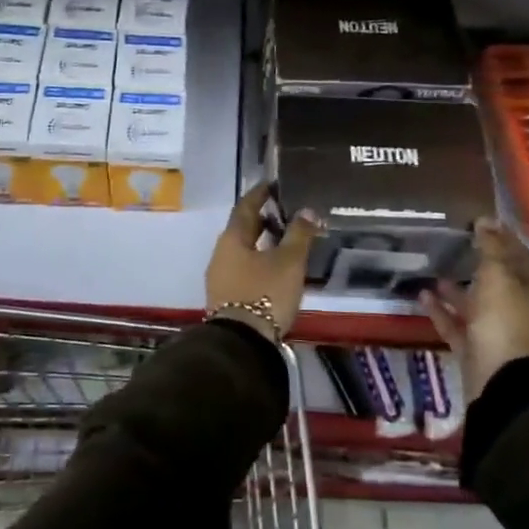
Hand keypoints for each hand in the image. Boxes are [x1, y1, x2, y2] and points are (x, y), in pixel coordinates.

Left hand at [205, 183, 318, 339]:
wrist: (241, 343)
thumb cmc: (265, 293)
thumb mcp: (289, 262)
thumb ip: (299, 234)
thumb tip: (307, 210)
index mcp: (232, 238)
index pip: (245, 206)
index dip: (260, 194)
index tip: (273, 184)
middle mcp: (221, 253)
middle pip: (242, 228)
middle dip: (263, 219)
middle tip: (286, 213)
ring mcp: (220, 277)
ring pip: (242, 250)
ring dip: (261, 242)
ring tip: (285, 242)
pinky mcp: (225, 297)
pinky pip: (243, 268)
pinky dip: (258, 261)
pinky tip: (275, 268)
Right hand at [419, 218, 528, 392]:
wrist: (500, 383)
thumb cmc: (503, 321)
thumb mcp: (498, 276)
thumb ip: (491, 247)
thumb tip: (486, 220)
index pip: (519, 256)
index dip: (503, 237)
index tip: (483, 220)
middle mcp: (516, 310)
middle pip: (497, 281)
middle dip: (478, 262)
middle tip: (456, 241)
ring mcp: (495, 332)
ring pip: (475, 304)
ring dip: (456, 288)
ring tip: (434, 269)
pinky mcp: (475, 350)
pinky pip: (456, 325)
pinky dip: (441, 311)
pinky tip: (423, 295)